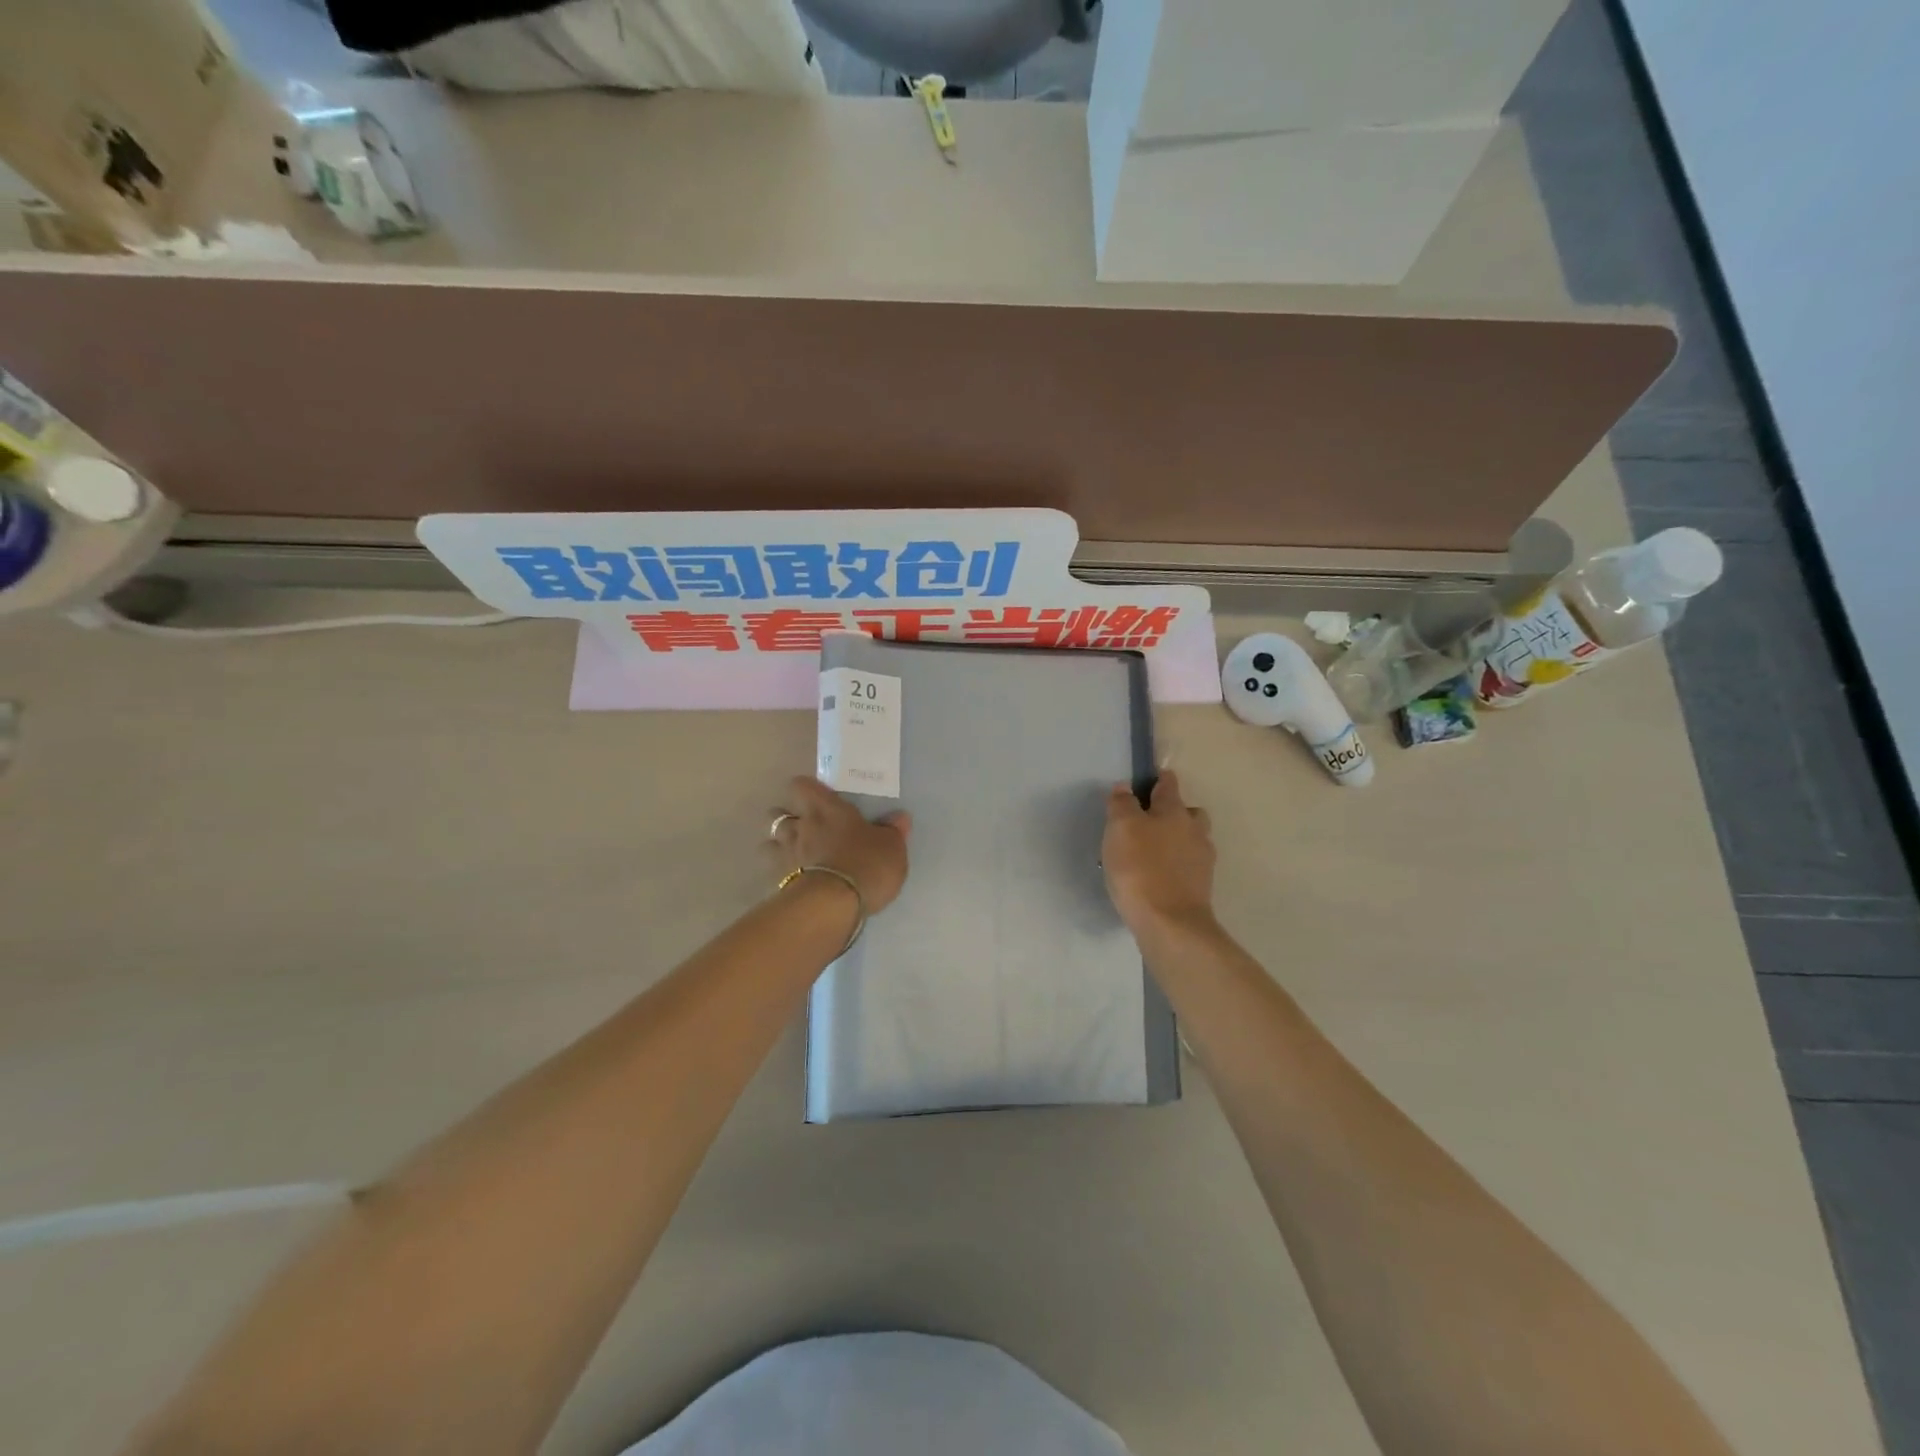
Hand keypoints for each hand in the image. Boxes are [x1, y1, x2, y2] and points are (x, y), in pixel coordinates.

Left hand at [769, 777, 912, 913]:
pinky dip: (779, 874)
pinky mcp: (777, 883)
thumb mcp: (892, 847)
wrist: (833, 906)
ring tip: (794, 855)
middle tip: (804, 828)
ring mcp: (785, 855)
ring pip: (768, 842)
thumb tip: (899, 817)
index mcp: (826, 809)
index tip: (818, 798)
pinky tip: (792, 881)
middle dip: (786, 818)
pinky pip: (772, 872)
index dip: (807, 790)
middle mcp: (800, 826)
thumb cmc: (866, 865)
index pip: (802, 785)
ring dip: (778, 846)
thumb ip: (893, 831)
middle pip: (776, 813)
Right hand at [1102, 770, 1216, 937]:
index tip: (1152, 778)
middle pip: (1189, 812)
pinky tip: (1159, 876)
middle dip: (1175, 811)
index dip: (1159, 779)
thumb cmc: (1141, 869)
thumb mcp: (1120, 829)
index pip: (1169, 785)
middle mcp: (1194, 830)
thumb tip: (1125, 787)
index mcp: (1174, 811)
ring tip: (1154, 852)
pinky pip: (1189, 866)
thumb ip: (1122, 805)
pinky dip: (1177, 865)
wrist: (1171, 924)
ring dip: (1178, 840)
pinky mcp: (1201, 887)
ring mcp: (1202, 860)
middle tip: (1151, 821)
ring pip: (1192, 839)